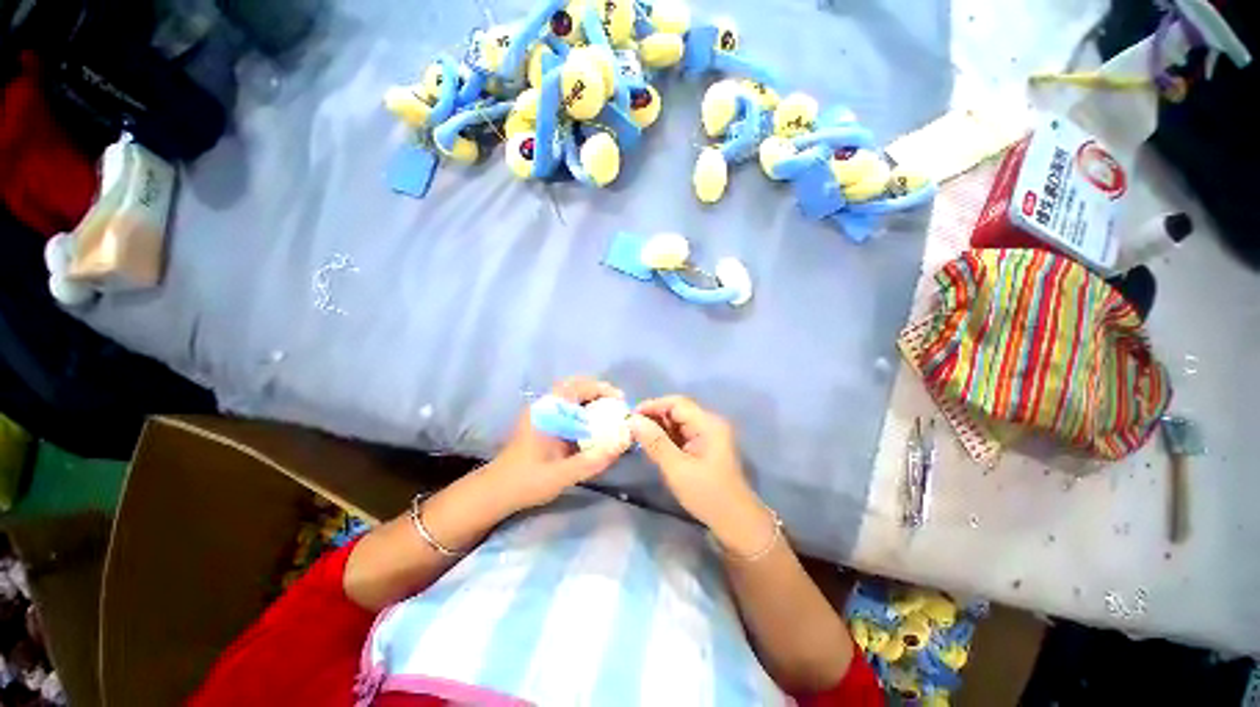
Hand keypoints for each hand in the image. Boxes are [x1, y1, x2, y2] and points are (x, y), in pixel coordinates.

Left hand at [483, 376, 629, 511]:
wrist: (496, 492)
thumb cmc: (526, 482)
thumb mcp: (562, 475)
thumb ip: (593, 461)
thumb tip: (623, 444)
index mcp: (546, 412)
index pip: (575, 387)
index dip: (600, 388)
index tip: (619, 399)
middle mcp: (544, 407)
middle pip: (575, 386)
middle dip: (598, 391)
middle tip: (618, 403)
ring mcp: (543, 414)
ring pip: (571, 395)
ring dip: (592, 399)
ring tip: (611, 411)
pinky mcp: (545, 423)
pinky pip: (568, 408)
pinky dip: (585, 409)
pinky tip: (596, 424)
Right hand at [629, 397, 773, 555]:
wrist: (735, 522)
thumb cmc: (707, 494)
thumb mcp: (676, 468)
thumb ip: (654, 441)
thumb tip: (633, 420)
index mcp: (708, 424)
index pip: (676, 403)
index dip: (652, 406)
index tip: (630, 417)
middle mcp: (710, 423)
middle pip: (678, 410)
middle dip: (654, 417)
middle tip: (632, 429)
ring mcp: (709, 434)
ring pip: (679, 422)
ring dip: (659, 427)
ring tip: (639, 438)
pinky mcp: (706, 446)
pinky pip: (683, 433)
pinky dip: (667, 437)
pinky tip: (654, 446)